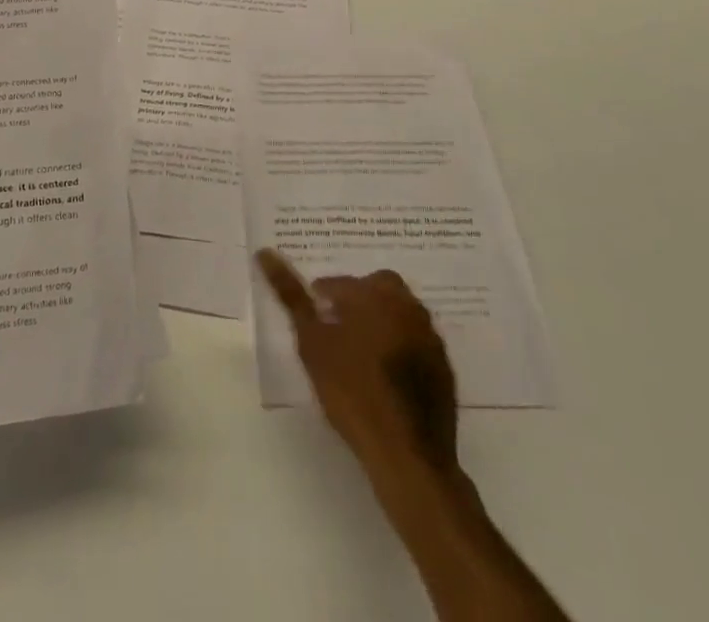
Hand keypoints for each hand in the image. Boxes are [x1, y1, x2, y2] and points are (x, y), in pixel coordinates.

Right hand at [257, 250, 460, 478]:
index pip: (340, 283)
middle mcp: (407, 305)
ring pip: (400, 312)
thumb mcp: (312, 344)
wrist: (408, 455)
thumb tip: (264, 253)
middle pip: (377, 287)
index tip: (313, 319)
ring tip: (360, 352)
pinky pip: (417, 341)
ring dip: (381, 320)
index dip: (322, 298)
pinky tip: (387, 375)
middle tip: (338, 328)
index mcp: (374, 294)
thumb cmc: (352, 392)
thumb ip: (291, 296)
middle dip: (357, 299)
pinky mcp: (444, 366)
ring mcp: (430, 336)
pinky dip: (401, 345)